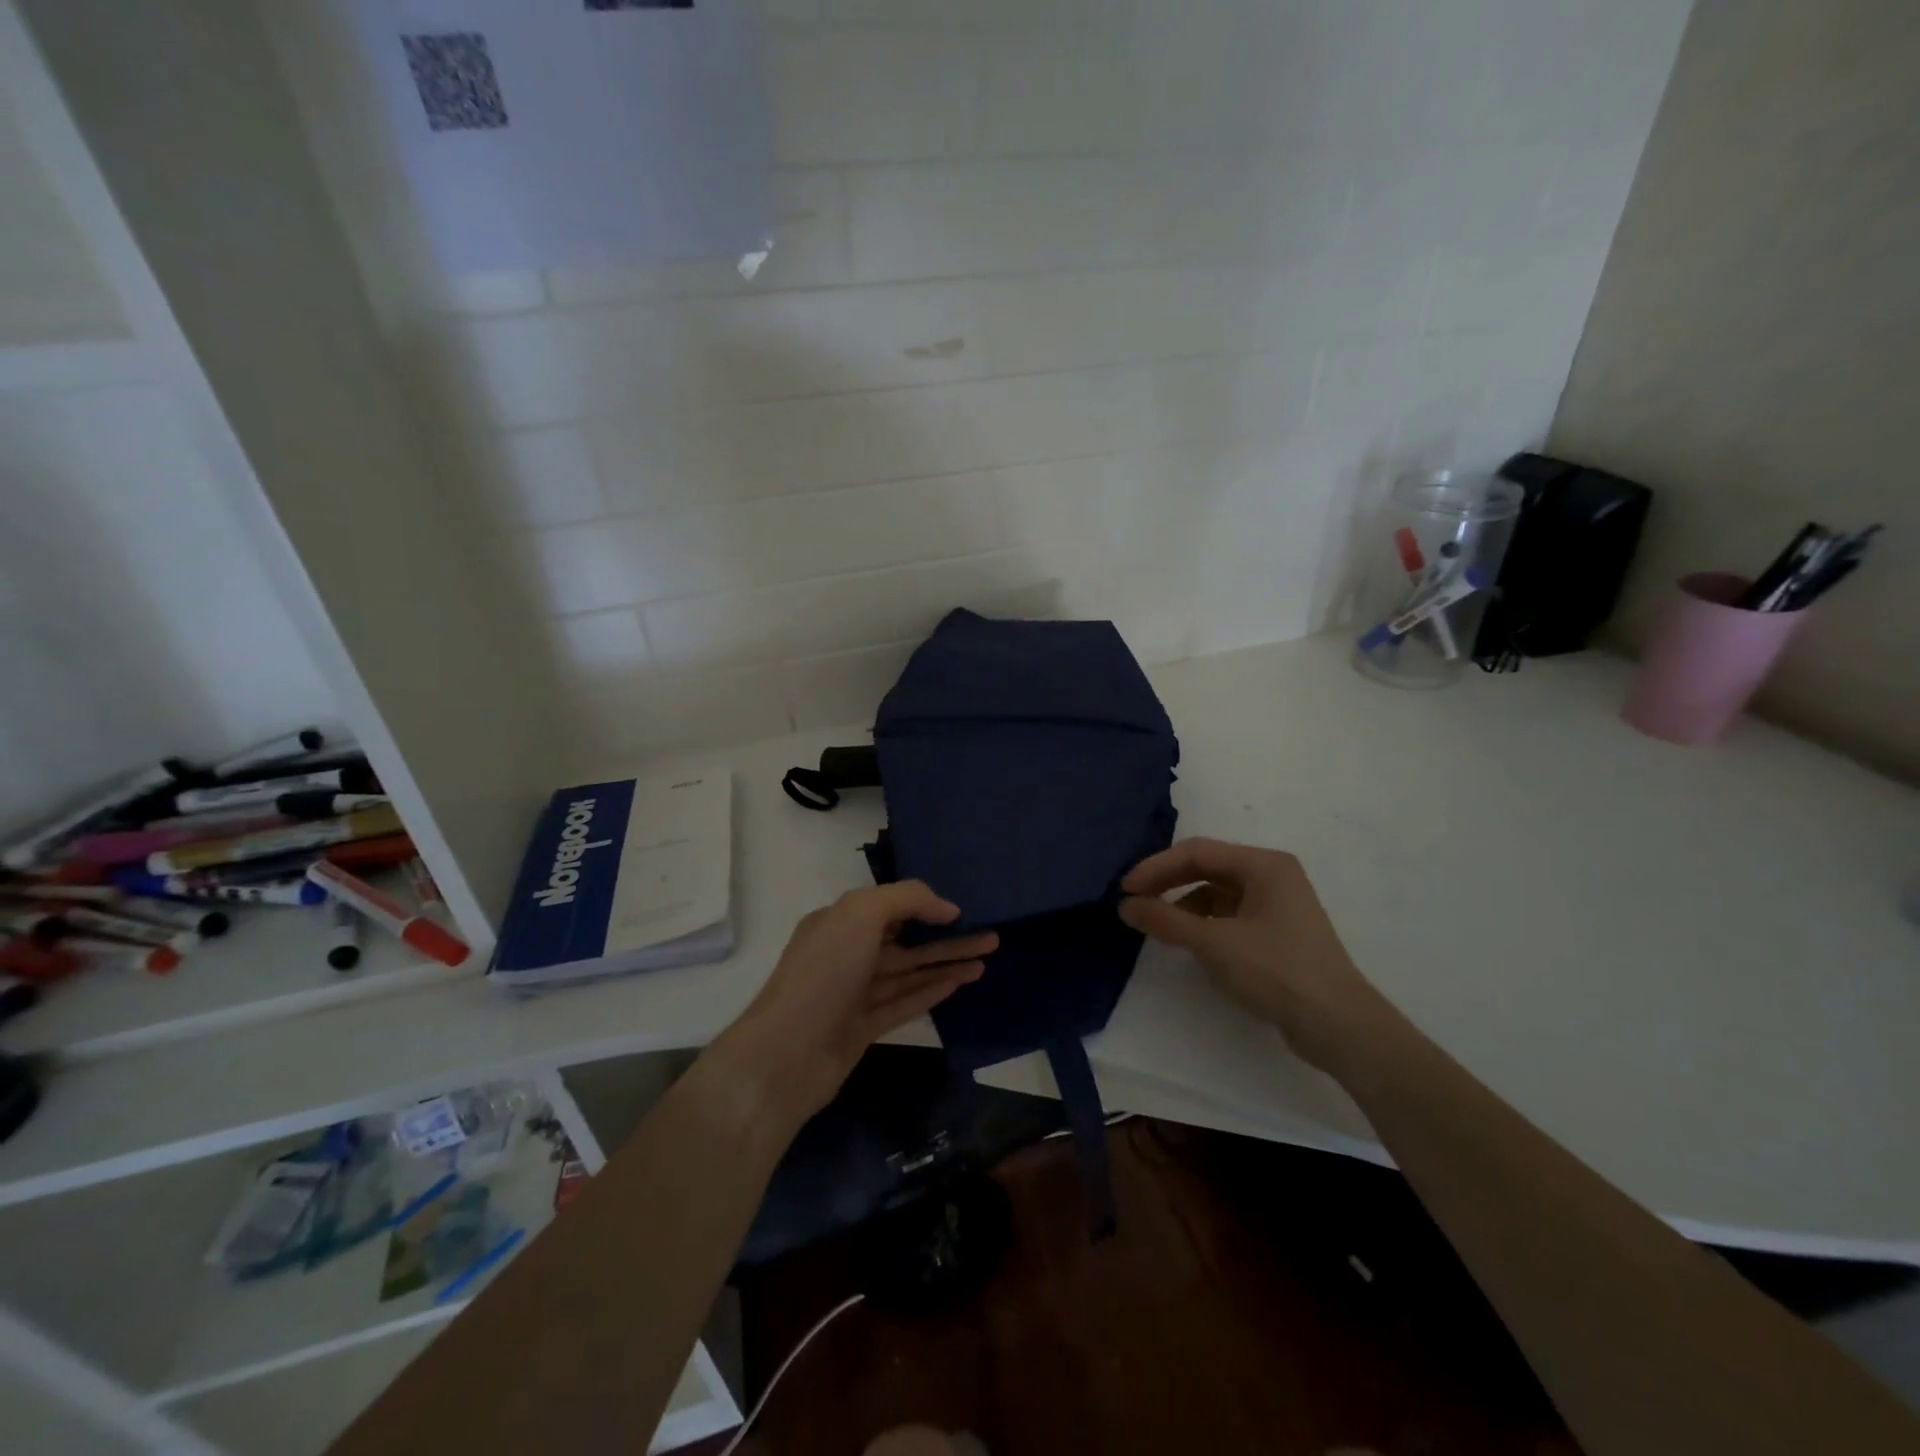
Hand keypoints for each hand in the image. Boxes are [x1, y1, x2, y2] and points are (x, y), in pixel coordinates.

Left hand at [721, 882, 996, 1118]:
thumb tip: (947, 907)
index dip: (924, 905)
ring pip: (909, 971)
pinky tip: (962, 981)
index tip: (962, 907)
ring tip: (987, 957)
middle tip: (991, 934)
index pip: (887, 906)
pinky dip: (933, 990)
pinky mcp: (864, 1028)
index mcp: (838, 922)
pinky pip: (905, 1002)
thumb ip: (907, 899)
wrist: (787, 1054)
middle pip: (905, 940)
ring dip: (947, 962)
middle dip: (946, 935)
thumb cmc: (824, 972)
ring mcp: (855, 993)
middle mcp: (846, 953)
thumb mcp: (861, 914)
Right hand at [1119, 838, 1385, 1072]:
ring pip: (1216, 892)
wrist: (1340, 1026)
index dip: (1156, 867)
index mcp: (1264, 864)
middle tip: (1134, 902)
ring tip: (1158, 926)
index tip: (1125, 889)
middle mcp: (1272, 875)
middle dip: (1168, 883)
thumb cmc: (1278, 971)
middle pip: (1207, 868)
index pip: (1197, 852)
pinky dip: (1204, 923)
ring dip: (1184, 905)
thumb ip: (1166, 919)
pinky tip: (1189, 942)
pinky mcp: (1277, 932)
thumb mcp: (1215, 943)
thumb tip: (1125, 905)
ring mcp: (1277, 904)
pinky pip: (1229, 914)